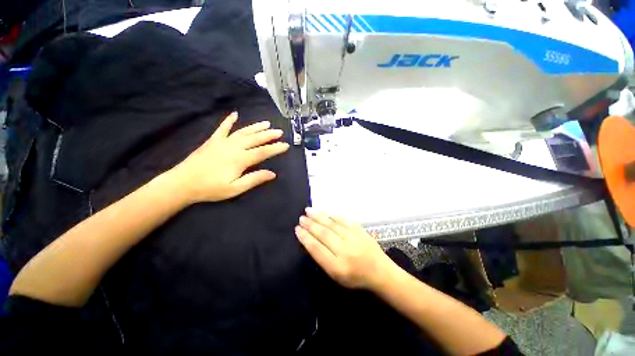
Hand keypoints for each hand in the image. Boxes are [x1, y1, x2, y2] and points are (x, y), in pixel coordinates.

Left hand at [170, 112, 289, 202]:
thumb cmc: (211, 188)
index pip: (263, 152)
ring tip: (267, 123)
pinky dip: (229, 121)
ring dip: (256, 127)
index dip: (276, 148)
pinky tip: (234, 114)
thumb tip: (272, 173)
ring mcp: (223, 142)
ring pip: (243, 132)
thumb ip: (254, 179)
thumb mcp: (235, 188)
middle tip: (280, 131)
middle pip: (255, 139)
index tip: (286, 145)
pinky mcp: (213, 141)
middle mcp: (234, 147)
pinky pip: (222, 128)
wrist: (182, 183)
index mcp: (240, 159)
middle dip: (269, 135)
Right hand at [295, 208, 395, 289]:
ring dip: (319, 216)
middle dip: (310, 225)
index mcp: (337, 267)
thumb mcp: (336, 275)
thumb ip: (322, 258)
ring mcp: (353, 238)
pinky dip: (332, 215)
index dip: (305, 238)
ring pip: (332, 225)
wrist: (380, 272)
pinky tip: (325, 212)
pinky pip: (343, 220)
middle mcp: (345, 251)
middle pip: (323, 234)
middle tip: (301, 218)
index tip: (297, 229)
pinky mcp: (359, 230)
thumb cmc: (355, 277)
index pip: (317, 249)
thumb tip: (310, 240)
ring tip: (308, 210)